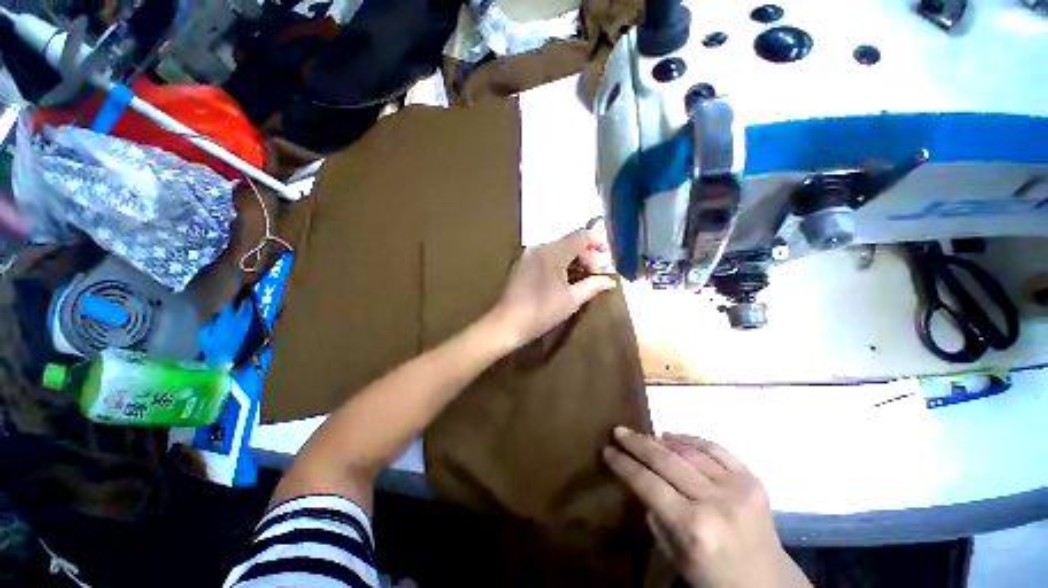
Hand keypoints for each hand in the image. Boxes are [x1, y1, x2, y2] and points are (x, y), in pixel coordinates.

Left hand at [488, 227, 616, 349]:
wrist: (507, 323)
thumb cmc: (542, 312)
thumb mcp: (571, 300)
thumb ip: (592, 286)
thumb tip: (610, 281)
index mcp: (553, 253)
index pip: (580, 236)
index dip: (596, 242)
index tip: (605, 256)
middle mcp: (539, 247)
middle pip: (569, 241)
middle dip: (585, 254)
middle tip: (594, 273)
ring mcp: (528, 254)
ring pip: (557, 247)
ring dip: (572, 258)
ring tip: (580, 276)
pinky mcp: (521, 262)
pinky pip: (545, 254)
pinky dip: (558, 261)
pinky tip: (562, 277)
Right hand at [603, 428, 810, 587]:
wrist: (768, 584)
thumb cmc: (714, 576)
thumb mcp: (675, 556)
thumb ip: (655, 515)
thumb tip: (641, 477)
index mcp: (693, 528)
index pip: (648, 483)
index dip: (624, 464)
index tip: (607, 449)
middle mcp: (715, 502)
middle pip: (666, 460)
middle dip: (637, 442)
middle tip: (619, 431)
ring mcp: (737, 487)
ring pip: (689, 450)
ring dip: (662, 440)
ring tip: (645, 437)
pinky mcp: (752, 479)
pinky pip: (715, 448)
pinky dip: (690, 439)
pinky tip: (673, 436)